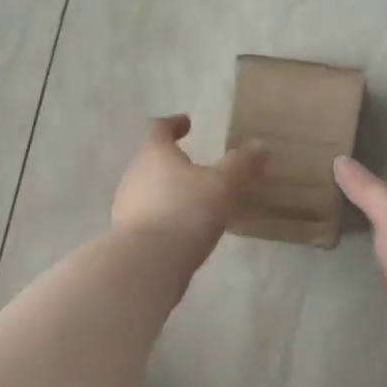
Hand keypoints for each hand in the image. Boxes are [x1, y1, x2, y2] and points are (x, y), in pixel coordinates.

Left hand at [112, 116, 267, 266]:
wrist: (147, 263)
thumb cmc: (185, 212)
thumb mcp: (222, 185)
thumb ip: (241, 165)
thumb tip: (261, 145)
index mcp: (154, 154)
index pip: (159, 128)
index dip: (174, 123)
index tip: (187, 124)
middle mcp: (134, 175)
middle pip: (151, 160)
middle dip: (172, 162)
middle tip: (197, 167)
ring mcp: (126, 206)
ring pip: (148, 190)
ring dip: (168, 191)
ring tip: (193, 201)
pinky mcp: (126, 235)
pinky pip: (148, 217)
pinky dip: (164, 217)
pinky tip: (182, 230)